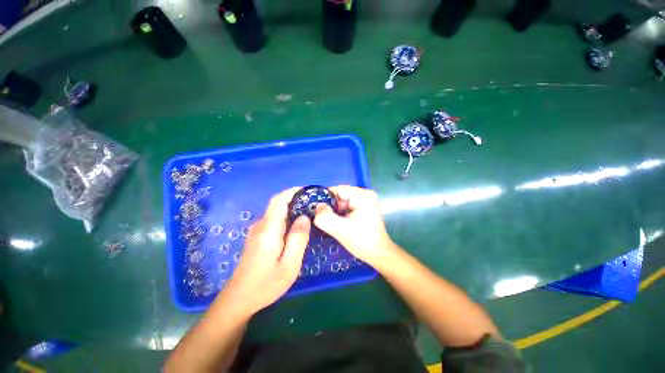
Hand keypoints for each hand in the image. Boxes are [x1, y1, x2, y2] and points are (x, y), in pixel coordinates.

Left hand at [222, 187, 310, 314]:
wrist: (239, 299)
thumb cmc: (266, 284)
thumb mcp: (289, 264)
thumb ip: (298, 238)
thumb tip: (304, 217)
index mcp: (268, 229)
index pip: (279, 201)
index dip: (292, 191)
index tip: (308, 190)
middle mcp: (261, 225)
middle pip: (278, 204)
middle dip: (296, 199)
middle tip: (314, 203)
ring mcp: (257, 231)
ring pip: (276, 212)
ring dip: (292, 208)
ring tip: (308, 212)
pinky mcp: (257, 236)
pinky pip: (274, 220)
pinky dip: (287, 216)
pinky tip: (296, 225)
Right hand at [314, 186, 394, 266]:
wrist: (379, 254)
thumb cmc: (363, 242)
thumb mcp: (341, 230)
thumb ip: (325, 217)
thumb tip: (317, 207)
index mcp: (363, 195)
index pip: (337, 190)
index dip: (324, 199)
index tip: (314, 209)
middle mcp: (365, 194)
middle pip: (340, 195)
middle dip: (330, 206)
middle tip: (322, 218)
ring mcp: (365, 201)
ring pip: (342, 201)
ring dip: (334, 211)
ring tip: (330, 222)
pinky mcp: (363, 208)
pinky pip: (346, 206)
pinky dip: (340, 213)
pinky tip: (338, 223)